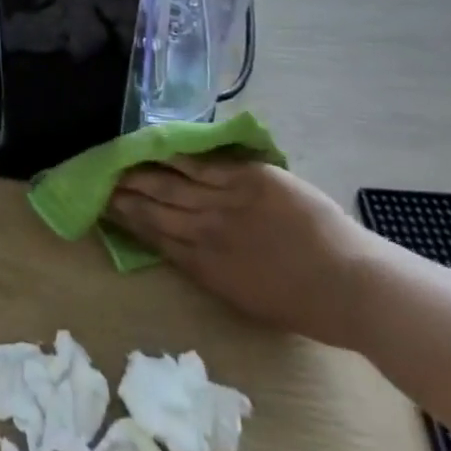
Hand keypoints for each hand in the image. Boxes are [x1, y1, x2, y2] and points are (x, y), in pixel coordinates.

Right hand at [106, 158, 377, 348]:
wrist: (351, 285)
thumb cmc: (305, 303)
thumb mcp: (246, 299)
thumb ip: (211, 269)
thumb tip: (181, 246)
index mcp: (206, 267)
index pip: (155, 237)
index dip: (128, 220)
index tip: (103, 206)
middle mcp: (207, 232)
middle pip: (156, 207)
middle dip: (126, 194)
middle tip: (99, 179)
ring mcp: (225, 201)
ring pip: (173, 183)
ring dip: (143, 173)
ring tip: (118, 162)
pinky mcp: (246, 178)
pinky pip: (203, 164)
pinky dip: (178, 156)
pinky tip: (157, 147)